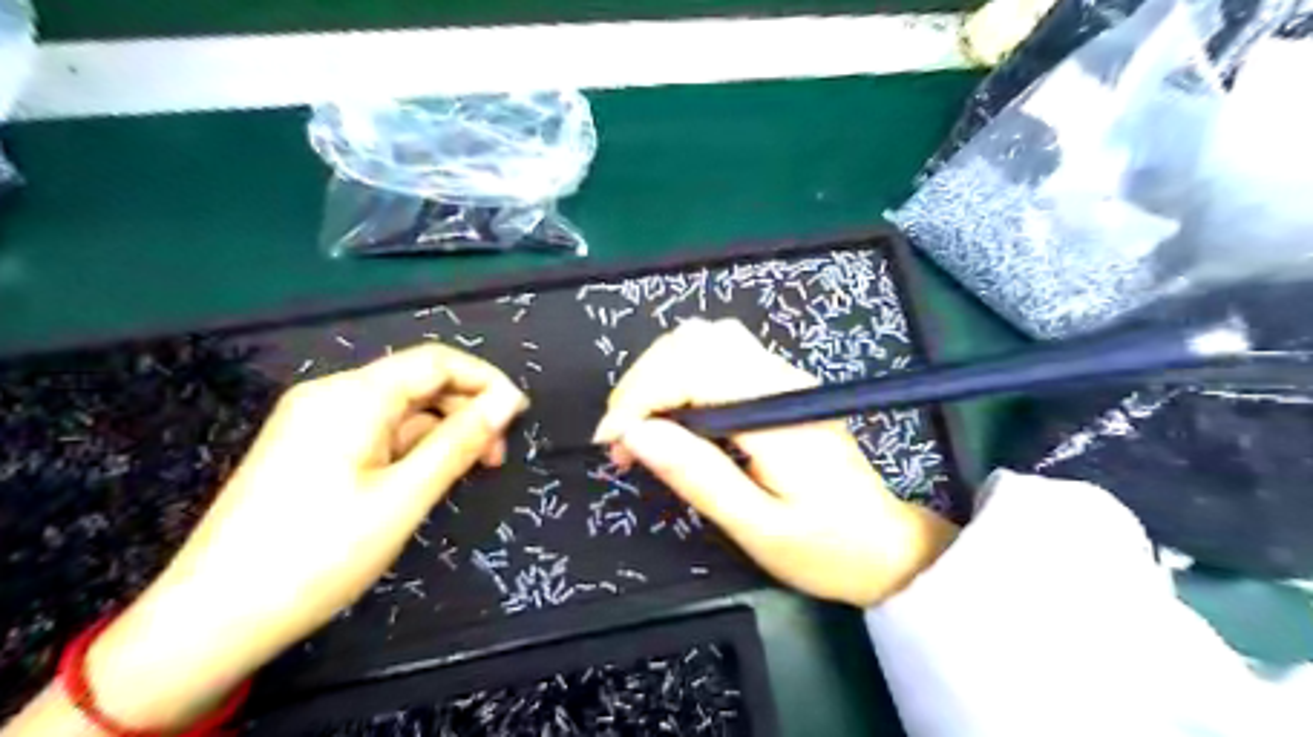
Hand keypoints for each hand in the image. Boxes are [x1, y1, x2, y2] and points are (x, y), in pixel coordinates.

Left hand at [82, 344, 525, 727]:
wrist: (211, 619)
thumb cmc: (318, 554)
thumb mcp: (404, 497)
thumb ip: (460, 442)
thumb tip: (508, 401)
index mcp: (352, 396)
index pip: (436, 362)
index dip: (485, 381)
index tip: (519, 417)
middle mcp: (331, 395)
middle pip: (417, 382)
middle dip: (465, 410)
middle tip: (495, 459)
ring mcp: (314, 421)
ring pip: (398, 410)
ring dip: (440, 433)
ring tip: (464, 474)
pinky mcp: (307, 448)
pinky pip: (374, 431)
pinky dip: (409, 448)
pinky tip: (421, 480)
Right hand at [597, 319, 955, 610]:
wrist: (884, 546)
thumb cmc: (825, 548)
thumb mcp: (757, 528)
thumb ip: (698, 476)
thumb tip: (637, 435)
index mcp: (778, 412)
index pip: (694, 367)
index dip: (640, 395)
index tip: (611, 442)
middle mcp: (780, 378)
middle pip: (694, 340)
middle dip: (643, 382)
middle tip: (623, 440)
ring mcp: (782, 376)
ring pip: (704, 340)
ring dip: (659, 375)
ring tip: (641, 428)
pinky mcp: (779, 384)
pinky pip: (718, 357)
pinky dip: (680, 378)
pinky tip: (672, 418)